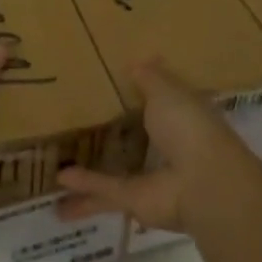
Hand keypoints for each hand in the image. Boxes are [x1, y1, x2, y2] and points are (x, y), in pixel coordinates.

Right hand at [56, 58, 247, 235]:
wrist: (203, 183)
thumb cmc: (190, 127)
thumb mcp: (168, 92)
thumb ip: (150, 78)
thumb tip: (138, 60)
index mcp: (181, 118)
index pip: (160, 103)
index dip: (142, 95)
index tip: (116, 86)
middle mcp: (167, 148)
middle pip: (136, 140)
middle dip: (114, 136)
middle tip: (79, 126)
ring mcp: (151, 177)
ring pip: (116, 171)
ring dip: (91, 171)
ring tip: (59, 165)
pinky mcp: (135, 201)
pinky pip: (105, 189)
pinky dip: (84, 185)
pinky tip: (58, 180)